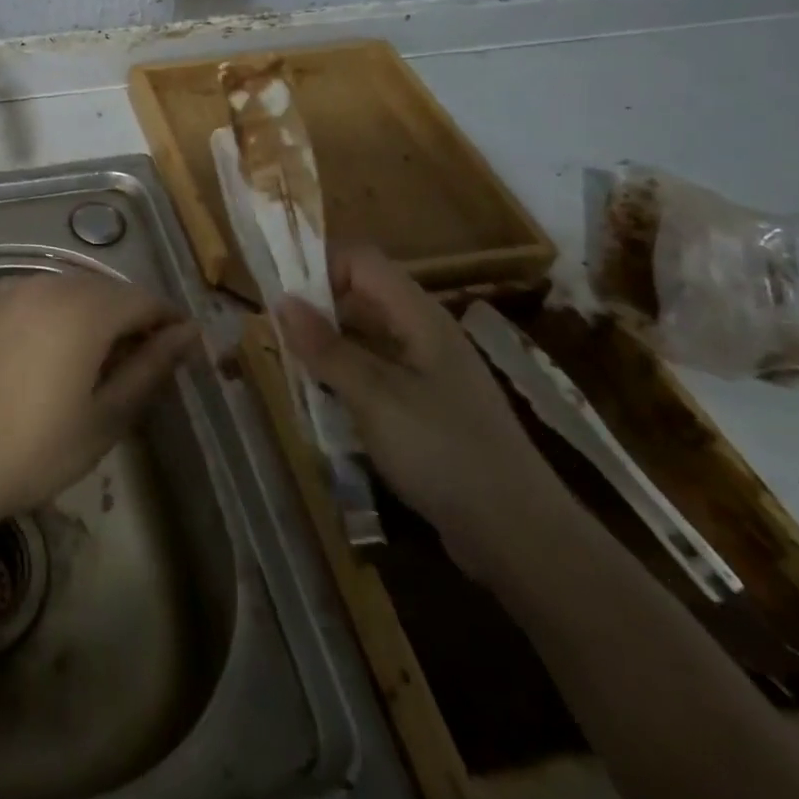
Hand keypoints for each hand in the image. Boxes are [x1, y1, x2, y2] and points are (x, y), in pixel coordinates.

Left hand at [0, 272, 198, 526]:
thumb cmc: (33, 449)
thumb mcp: (104, 418)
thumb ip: (149, 369)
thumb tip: (187, 335)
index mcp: (85, 310)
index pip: (143, 300)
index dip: (166, 321)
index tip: (180, 348)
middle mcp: (49, 285)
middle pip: (105, 288)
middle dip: (129, 315)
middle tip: (138, 358)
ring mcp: (9, 290)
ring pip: (66, 287)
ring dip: (90, 310)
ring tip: (92, 354)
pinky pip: (31, 293)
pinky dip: (51, 310)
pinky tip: (46, 345)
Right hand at [277, 246, 565, 577]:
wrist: (520, 536)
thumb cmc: (443, 451)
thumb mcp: (374, 396)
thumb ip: (326, 347)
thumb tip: (281, 300)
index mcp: (419, 317)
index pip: (362, 262)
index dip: (320, 267)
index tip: (282, 300)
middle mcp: (424, 334)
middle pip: (361, 298)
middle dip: (316, 312)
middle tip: (278, 341)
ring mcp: (428, 373)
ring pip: (365, 339)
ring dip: (327, 350)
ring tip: (294, 374)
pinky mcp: (427, 409)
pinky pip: (376, 376)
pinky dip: (346, 381)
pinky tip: (326, 408)